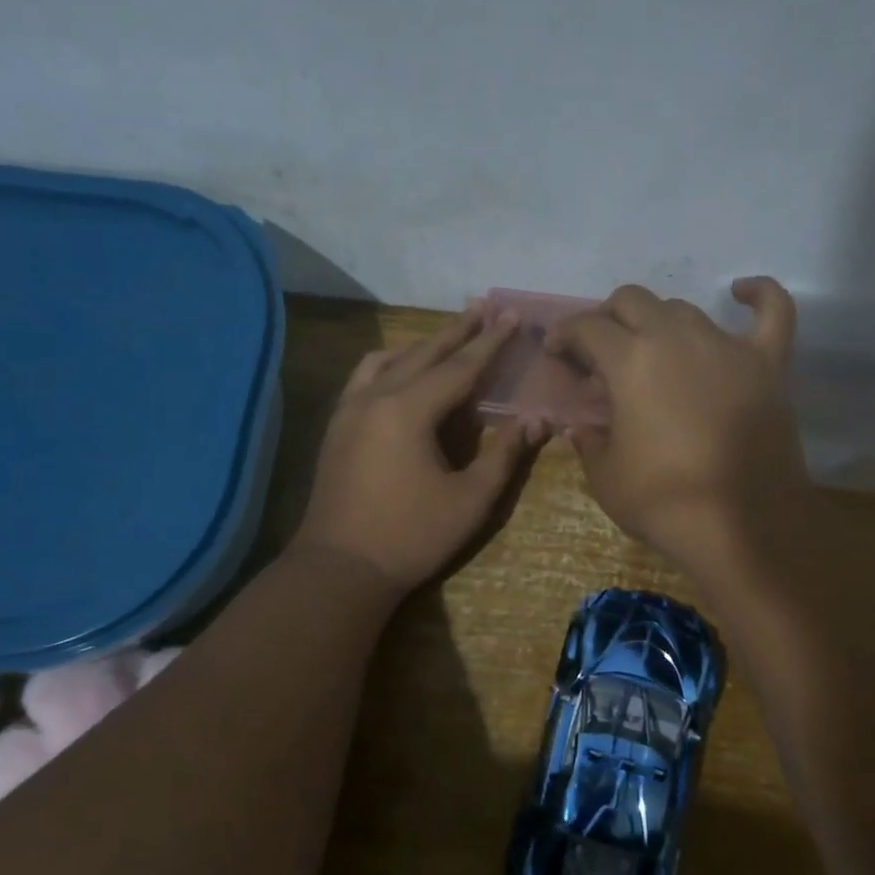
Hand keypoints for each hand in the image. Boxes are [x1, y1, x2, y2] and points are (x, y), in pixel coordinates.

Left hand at [294, 307, 541, 591]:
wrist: (340, 567)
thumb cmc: (411, 536)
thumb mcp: (470, 500)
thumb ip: (504, 455)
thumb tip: (536, 419)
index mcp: (409, 410)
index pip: (459, 367)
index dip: (491, 342)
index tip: (513, 315)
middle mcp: (375, 397)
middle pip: (423, 352)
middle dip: (457, 331)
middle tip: (484, 307)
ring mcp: (350, 410)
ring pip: (388, 359)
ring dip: (421, 344)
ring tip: (446, 336)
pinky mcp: (337, 426)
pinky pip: (365, 376)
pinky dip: (390, 363)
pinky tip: (399, 371)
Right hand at [547, 277, 813, 574]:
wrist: (742, 527)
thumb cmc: (665, 502)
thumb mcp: (605, 476)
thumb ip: (588, 439)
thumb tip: (581, 426)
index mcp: (630, 361)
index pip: (587, 327)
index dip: (565, 335)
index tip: (556, 354)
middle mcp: (676, 338)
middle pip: (632, 301)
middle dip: (606, 319)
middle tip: (598, 352)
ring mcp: (726, 346)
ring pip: (684, 308)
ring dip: (658, 321)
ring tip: (650, 350)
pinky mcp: (767, 363)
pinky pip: (773, 312)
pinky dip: (759, 295)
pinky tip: (741, 291)